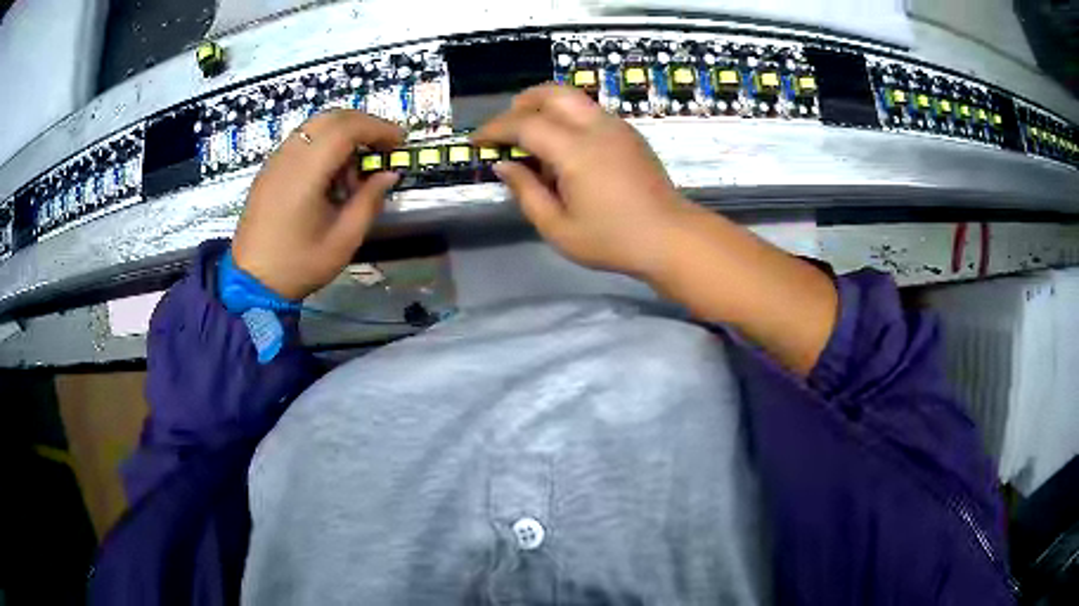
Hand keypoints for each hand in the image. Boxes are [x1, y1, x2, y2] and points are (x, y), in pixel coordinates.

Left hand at [232, 110, 403, 299]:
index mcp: (306, 172)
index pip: (346, 128)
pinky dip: (323, 144)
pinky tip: (330, 174)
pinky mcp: (269, 170)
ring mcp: (275, 161)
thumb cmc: (298, 264)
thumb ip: (369, 201)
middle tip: (383, 147)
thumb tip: (388, 174)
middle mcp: (288, 156)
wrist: (251, 282)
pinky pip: (301, 140)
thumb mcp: (343, 240)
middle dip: (363, 125)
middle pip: (331, 118)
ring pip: (315, 126)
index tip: (399, 141)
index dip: (378, 128)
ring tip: (355, 168)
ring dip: (343, 134)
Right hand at [472, 84, 692, 279]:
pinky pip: (590, 111)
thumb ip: (526, 192)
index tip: (476, 141)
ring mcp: (616, 126)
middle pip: (551, 93)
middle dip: (520, 103)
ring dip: (545, 106)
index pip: (524, 124)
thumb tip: (504, 165)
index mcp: (575, 150)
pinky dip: (567, 116)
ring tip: (531, 135)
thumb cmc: (613, 240)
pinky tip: (563, 146)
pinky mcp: (629, 133)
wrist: (671, 238)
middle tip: (505, 128)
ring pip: (573, 97)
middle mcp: (596, 127)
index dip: (495, 129)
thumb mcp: (558, 228)